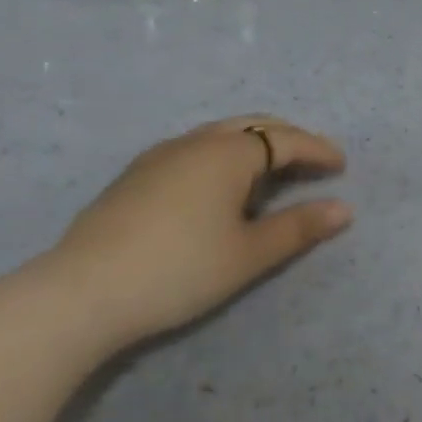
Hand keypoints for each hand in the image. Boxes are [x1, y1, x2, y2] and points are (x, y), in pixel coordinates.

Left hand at [38, 115, 351, 350]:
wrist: (76, 295)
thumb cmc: (177, 270)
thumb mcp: (248, 254)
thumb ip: (298, 228)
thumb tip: (344, 209)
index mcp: (229, 153)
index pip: (287, 140)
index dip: (318, 150)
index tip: (341, 166)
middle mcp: (196, 142)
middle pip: (254, 125)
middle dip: (288, 139)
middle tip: (312, 161)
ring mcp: (160, 156)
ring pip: (220, 134)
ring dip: (254, 145)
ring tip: (271, 172)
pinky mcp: (134, 176)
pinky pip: (194, 149)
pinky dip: (223, 155)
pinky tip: (218, 186)